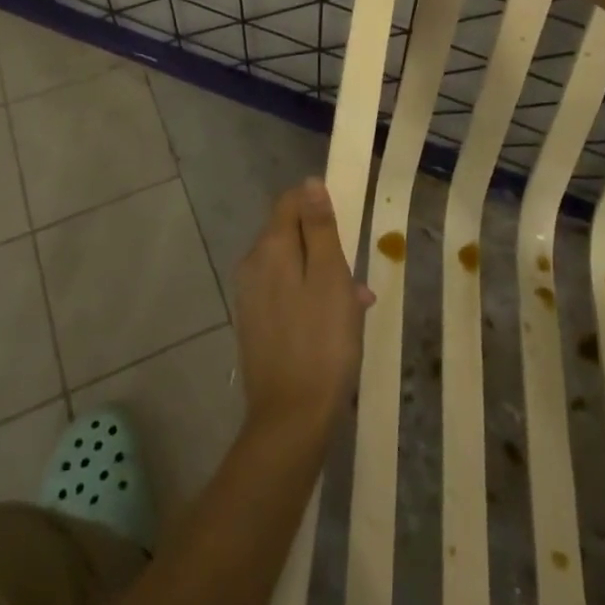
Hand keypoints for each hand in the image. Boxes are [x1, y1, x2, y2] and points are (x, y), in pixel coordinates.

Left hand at [233, 180, 371, 438]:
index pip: (290, 200)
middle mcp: (252, 264)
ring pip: (291, 266)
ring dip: (321, 275)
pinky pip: (284, 293)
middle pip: (290, 233)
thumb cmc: (322, 343)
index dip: (319, 205)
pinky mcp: (254, 323)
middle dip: (324, 246)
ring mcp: (249, 296)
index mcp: (270, 247)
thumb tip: (310, 183)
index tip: (346, 229)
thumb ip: (319, 227)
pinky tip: (334, 326)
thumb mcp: (331, 277)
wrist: (290, 421)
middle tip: (355, 278)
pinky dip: (309, 298)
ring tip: (354, 307)